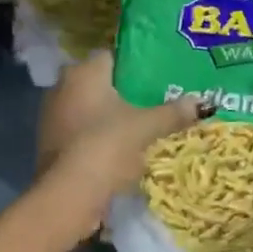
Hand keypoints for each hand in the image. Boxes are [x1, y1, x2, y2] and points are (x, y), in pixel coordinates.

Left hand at [35, 51, 203, 236]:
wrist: (68, 196)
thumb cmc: (106, 146)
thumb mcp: (146, 128)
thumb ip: (173, 112)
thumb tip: (202, 102)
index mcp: (83, 72)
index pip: (113, 56)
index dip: (136, 64)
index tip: (158, 76)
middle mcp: (63, 86)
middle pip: (101, 82)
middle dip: (125, 91)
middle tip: (155, 100)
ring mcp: (52, 115)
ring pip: (89, 106)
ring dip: (110, 114)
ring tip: (142, 124)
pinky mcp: (50, 142)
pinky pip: (81, 129)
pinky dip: (98, 134)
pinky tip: (119, 146)